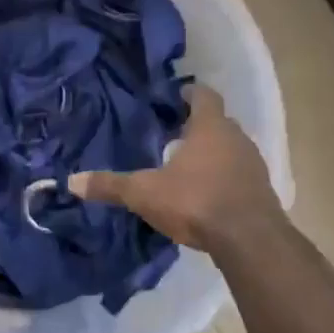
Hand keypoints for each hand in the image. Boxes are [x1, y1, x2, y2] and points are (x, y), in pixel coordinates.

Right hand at [68, 84, 282, 252]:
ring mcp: (254, 164)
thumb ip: (111, 185)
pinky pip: (240, 174)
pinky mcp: (262, 190)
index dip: (190, 93)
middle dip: (198, 126)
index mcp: (210, 127)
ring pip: (231, 148)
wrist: (248, 239)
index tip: (176, 96)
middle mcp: (236, 138)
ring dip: (213, 153)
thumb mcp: (145, 193)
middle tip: (174, 134)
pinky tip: (207, 194)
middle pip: (218, 122)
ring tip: (188, 166)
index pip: (204, 95)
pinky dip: (225, 177)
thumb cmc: (196, 201)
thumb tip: (71, 182)